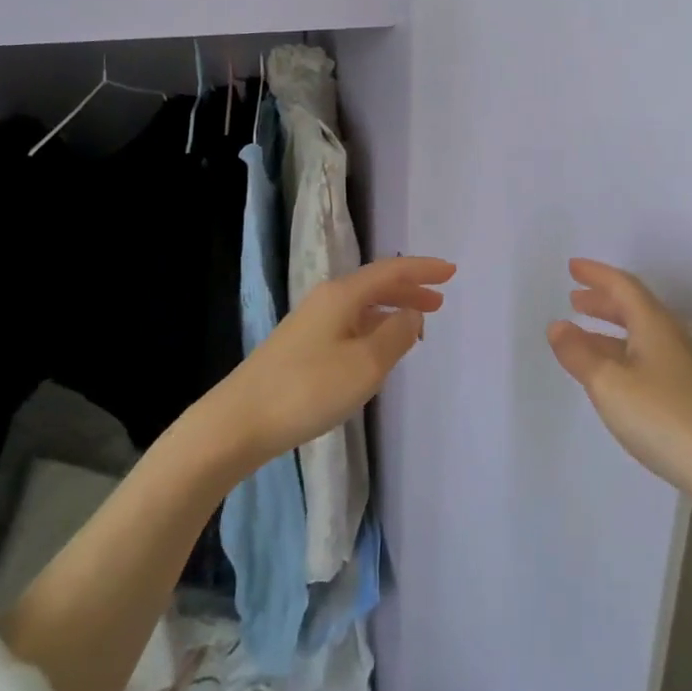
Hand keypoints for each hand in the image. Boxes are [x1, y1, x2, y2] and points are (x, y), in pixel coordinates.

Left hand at [211, 255, 454, 465]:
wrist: (239, 421)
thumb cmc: (308, 389)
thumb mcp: (366, 365)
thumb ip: (396, 335)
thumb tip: (412, 313)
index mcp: (342, 295)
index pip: (391, 271)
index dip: (423, 269)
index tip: (452, 272)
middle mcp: (326, 300)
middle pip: (375, 285)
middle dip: (409, 289)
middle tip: (440, 301)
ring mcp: (310, 323)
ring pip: (362, 307)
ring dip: (392, 311)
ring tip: (416, 325)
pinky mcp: (301, 347)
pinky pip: (349, 325)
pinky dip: (373, 329)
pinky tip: (378, 350)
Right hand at [547, 258, 691, 501]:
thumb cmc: (665, 418)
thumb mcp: (609, 385)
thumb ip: (580, 354)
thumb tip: (557, 325)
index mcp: (654, 326)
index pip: (623, 287)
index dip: (597, 275)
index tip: (572, 267)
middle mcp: (670, 340)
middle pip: (634, 309)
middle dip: (603, 301)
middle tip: (574, 298)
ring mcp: (681, 371)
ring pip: (640, 337)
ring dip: (610, 330)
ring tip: (581, 335)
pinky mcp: (686, 399)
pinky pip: (645, 362)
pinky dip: (621, 357)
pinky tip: (609, 378)